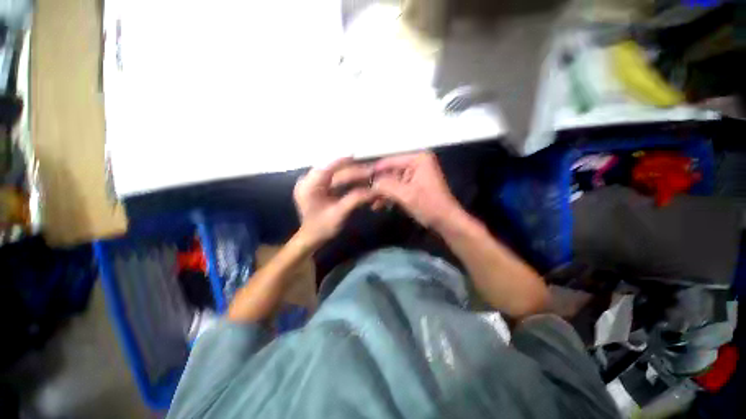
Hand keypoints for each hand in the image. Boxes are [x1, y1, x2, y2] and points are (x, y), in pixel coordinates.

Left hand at [294, 158, 374, 247]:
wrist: (311, 238)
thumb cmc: (322, 228)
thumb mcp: (339, 214)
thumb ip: (355, 199)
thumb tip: (374, 190)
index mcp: (309, 186)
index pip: (328, 167)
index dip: (344, 161)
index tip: (359, 156)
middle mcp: (309, 181)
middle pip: (334, 171)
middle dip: (353, 171)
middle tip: (371, 171)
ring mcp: (313, 184)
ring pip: (336, 174)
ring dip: (352, 175)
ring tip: (368, 175)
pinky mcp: (319, 188)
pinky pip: (335, 179)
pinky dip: (348, 180)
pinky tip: (359, 181)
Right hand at [372, 152, 461, 228]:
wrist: (446, 222)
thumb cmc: (429, 205)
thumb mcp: (405, 195)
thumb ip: (385, 186)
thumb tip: (369, 183)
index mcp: (417, 159)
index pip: (389, 161)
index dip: (374, 171)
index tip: (359, 180)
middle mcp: (417, 163)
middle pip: (391, 172)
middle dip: (379, 185)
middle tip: (366, 195)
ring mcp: (416, 174)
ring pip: (393, 181)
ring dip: (383, 192)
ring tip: (372, 203)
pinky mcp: (415, 185)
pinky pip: (398, 187)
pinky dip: (390, 196)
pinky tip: (380, 205)